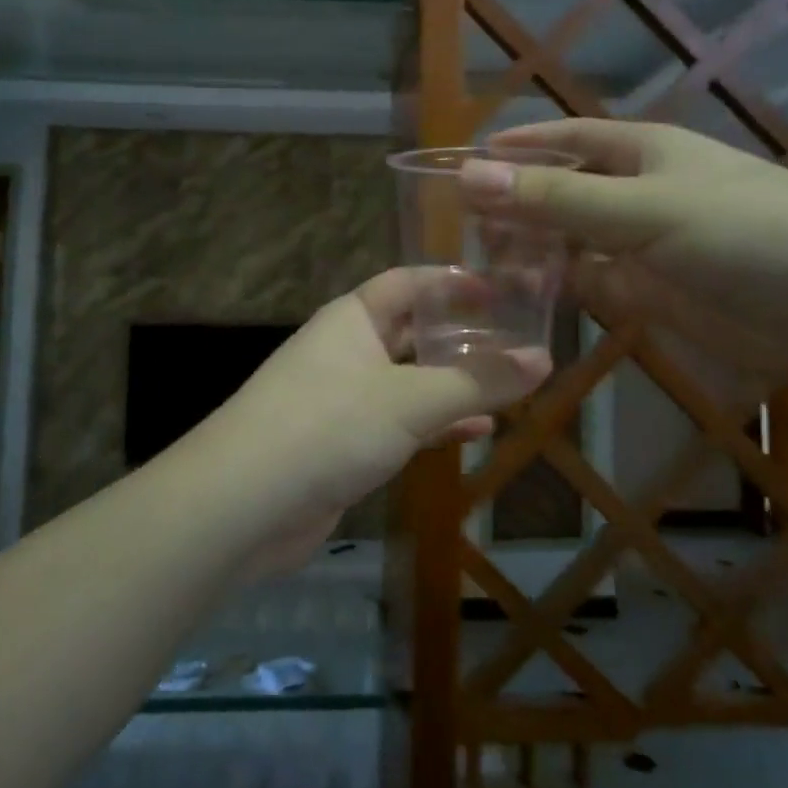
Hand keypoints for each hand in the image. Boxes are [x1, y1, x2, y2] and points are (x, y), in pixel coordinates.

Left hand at [217, 269, 550, 573]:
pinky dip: (434, 425)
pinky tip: (477, 433)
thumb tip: (543, 358)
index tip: (503, 290)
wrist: (243, 504)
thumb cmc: (328, 426)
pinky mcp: (341, 444)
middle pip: (411, 332)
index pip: (409, 283)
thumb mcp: (411, 400)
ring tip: (509, 388)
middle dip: (460, 338)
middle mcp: (346, 350)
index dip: (453, 282)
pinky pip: (398, 423)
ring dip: (452, 385)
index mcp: (353, 318)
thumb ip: (478, 381)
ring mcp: (342, 398)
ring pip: (408, 381)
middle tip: (517, 343)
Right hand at [466, 118, 787, 386]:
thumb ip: (557, 199)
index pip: (567, 139)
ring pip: (570, 241)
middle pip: (562, 192)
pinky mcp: (651, 294)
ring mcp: (644, 246)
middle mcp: (639, 193)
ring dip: (530, 248)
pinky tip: (522, 296)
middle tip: (458, 224)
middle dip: (515, 204)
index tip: (465, 160)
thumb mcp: (645, 209)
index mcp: (643, 152)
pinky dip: (558, 286)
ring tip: (477, 263)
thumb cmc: (746, 233)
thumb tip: (469, 175)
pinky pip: (590, 283)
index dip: (519, 146)